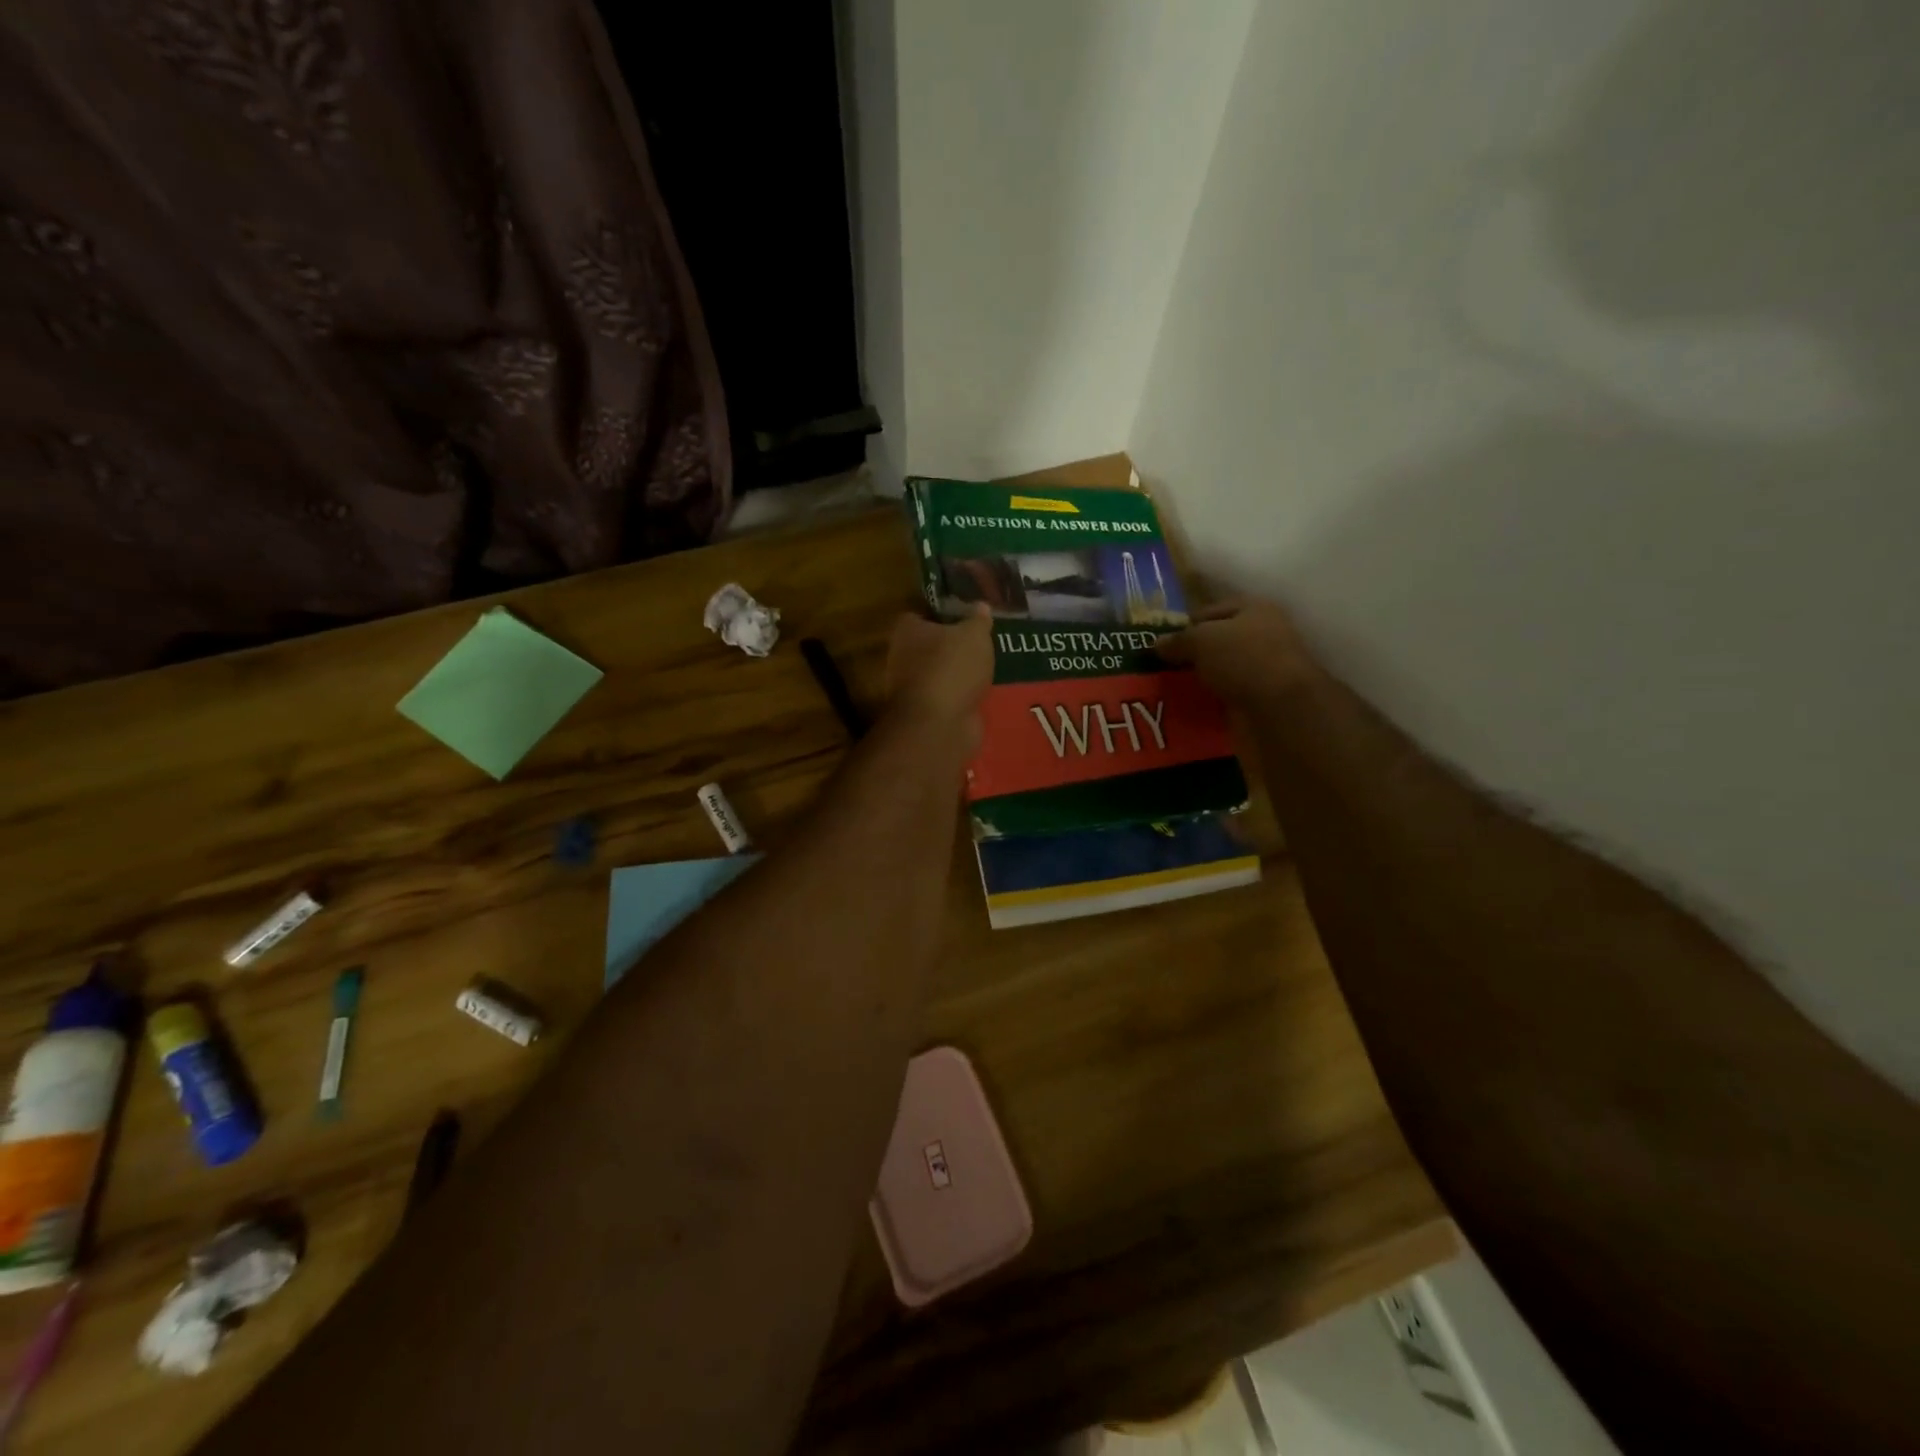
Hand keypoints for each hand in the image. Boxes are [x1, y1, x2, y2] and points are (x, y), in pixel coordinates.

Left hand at [886, 605, 994, 742]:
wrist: (940, 724)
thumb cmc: (952, 667)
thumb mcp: (974, 635)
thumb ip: (978, 620)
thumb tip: (981, 606)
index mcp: (907, 630)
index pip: (921, 614)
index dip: (943, 614)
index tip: (966, 616)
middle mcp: (903, 657)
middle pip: (930, 646)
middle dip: (953, 646)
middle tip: (983, 642)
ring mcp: (913, 688)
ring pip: (940, 673)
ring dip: (960, 673)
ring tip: (990, 667)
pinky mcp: (927, 713)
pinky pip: (949, 697)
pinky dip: (963, 696)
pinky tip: (984, 692)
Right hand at [1156, 598, 1317, 706]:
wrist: (1281, 708)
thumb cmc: (1243, 658)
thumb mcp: (1201, 639)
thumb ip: (1177, 640)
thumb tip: (1157, 644)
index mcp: (1254, 609)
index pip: (1211, 611)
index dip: (1185, 624)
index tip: (1161, 642)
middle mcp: (1263, 635)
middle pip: (1217, 641)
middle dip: (1191, 654)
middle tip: (1162, 666)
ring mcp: (1263, 669)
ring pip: (1221, 670)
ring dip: (1199, 679)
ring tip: (1170, 688)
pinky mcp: (1261, 699)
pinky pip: (1226, 696)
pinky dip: (1210, 701)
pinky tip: (1189, 706)